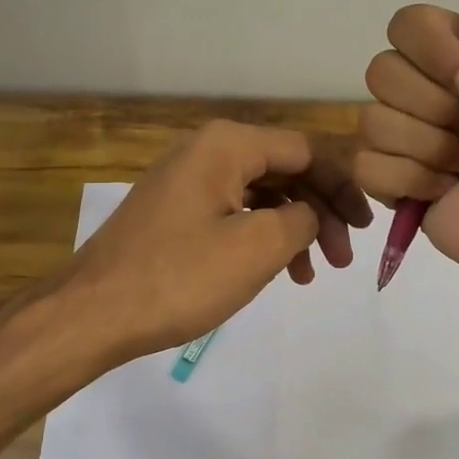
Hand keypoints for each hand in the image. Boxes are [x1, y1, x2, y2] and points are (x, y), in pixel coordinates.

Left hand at [61, 119, 371, 365]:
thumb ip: (303, 218)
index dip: (343, 185)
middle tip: (343, 258)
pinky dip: (262, 238)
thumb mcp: (257, 247)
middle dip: (320, 211)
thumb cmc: (179, 277)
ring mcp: (187, 182)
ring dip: (294, 229)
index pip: (307, 150)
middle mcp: (207, 151)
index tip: (366, 227)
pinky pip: (234, 213)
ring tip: (312, 274)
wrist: (92, 313)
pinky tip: (277, 271)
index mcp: (228, 145)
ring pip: (261, 195)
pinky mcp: (176, 212)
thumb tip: (311, 213)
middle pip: (285, 170)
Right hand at [355, 0, 458, 295]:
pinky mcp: (395, 188)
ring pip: (373, 121)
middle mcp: (432, 93)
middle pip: (380, 72)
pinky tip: (447, 191)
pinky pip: (367, 167)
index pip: (404, 25)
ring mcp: (410, 142)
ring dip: (430, 146)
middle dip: (436, 104)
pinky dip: (411, 180)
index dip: (437, 54)